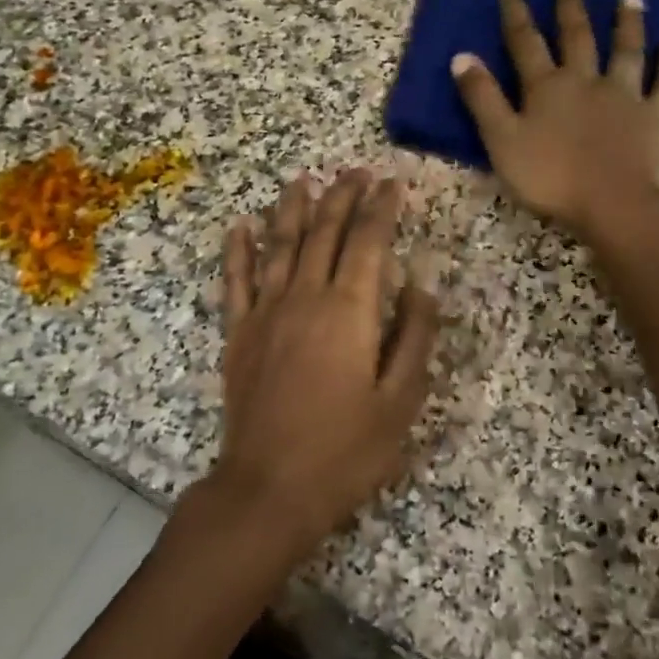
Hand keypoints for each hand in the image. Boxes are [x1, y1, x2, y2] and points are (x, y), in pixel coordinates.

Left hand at [210, 170, 439, 559]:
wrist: (270, 487)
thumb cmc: (345, 450)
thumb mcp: (400, 402)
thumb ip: (414, 337)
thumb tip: (423, 283)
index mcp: (349, 311)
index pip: (369, 242)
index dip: (381, 208)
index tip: (392, 182)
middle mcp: (305, 297)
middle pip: (324, 233)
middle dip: (342, 197)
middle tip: (355, 171)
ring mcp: (265, 312)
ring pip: (279, 245)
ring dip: (292, 209)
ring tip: (302, 179)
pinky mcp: (238, 333)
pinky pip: (235, 280)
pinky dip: (238, 250)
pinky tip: (240, 225)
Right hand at [452, 0, 658, 248]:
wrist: (611, 204)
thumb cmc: (548, 177)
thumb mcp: (500, 140)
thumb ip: (482, 99)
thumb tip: (461, 56)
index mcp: (545, 87)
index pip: (525, 42)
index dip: (516, 13)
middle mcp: (585, 80)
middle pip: (577, 37)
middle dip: (570, 7)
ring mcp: (625, 95)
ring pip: (626, 51)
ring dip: (626, 24)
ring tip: (630, 0)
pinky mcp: (656, 116)